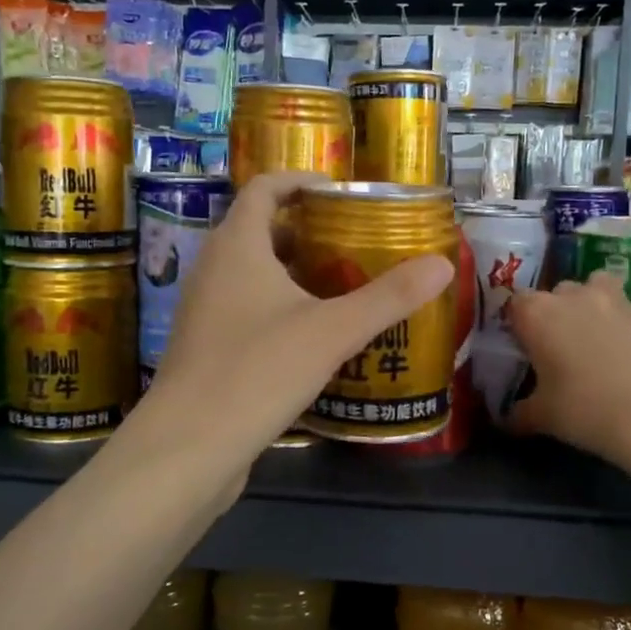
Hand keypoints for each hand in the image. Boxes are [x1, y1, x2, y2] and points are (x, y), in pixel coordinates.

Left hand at [144, 172, 454, 471]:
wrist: (188, 447)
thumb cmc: (257, 372)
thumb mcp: (332, 331)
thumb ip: (388, 296)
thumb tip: (442, 264)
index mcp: (237, 246)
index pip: (264, 188)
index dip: (302, 181)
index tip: (342, 193)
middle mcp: (214, 268)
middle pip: (261, 230)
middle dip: (308, 231)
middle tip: (355, 242)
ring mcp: (205, 310)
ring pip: (253, 273)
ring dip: (295, 272)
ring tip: (343, 285)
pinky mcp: (206, 346)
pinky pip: (247, 308)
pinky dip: (280, 307)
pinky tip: (314, 336)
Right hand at [506, 272, 630, 478]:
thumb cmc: (586, 410)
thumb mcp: (543, 417)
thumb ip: (518, 413)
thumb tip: (506, 419)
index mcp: (537, 313)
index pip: (514, 304)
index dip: (516, 324)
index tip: (521, 349)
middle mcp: (572, 296)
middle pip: (554, 294)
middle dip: (552, 315)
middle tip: (555, 350)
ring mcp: (613, 300)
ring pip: (592, 289)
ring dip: (587, 307)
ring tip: (592, 340)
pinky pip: (623, 309)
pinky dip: (618, 324)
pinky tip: (623, 355)